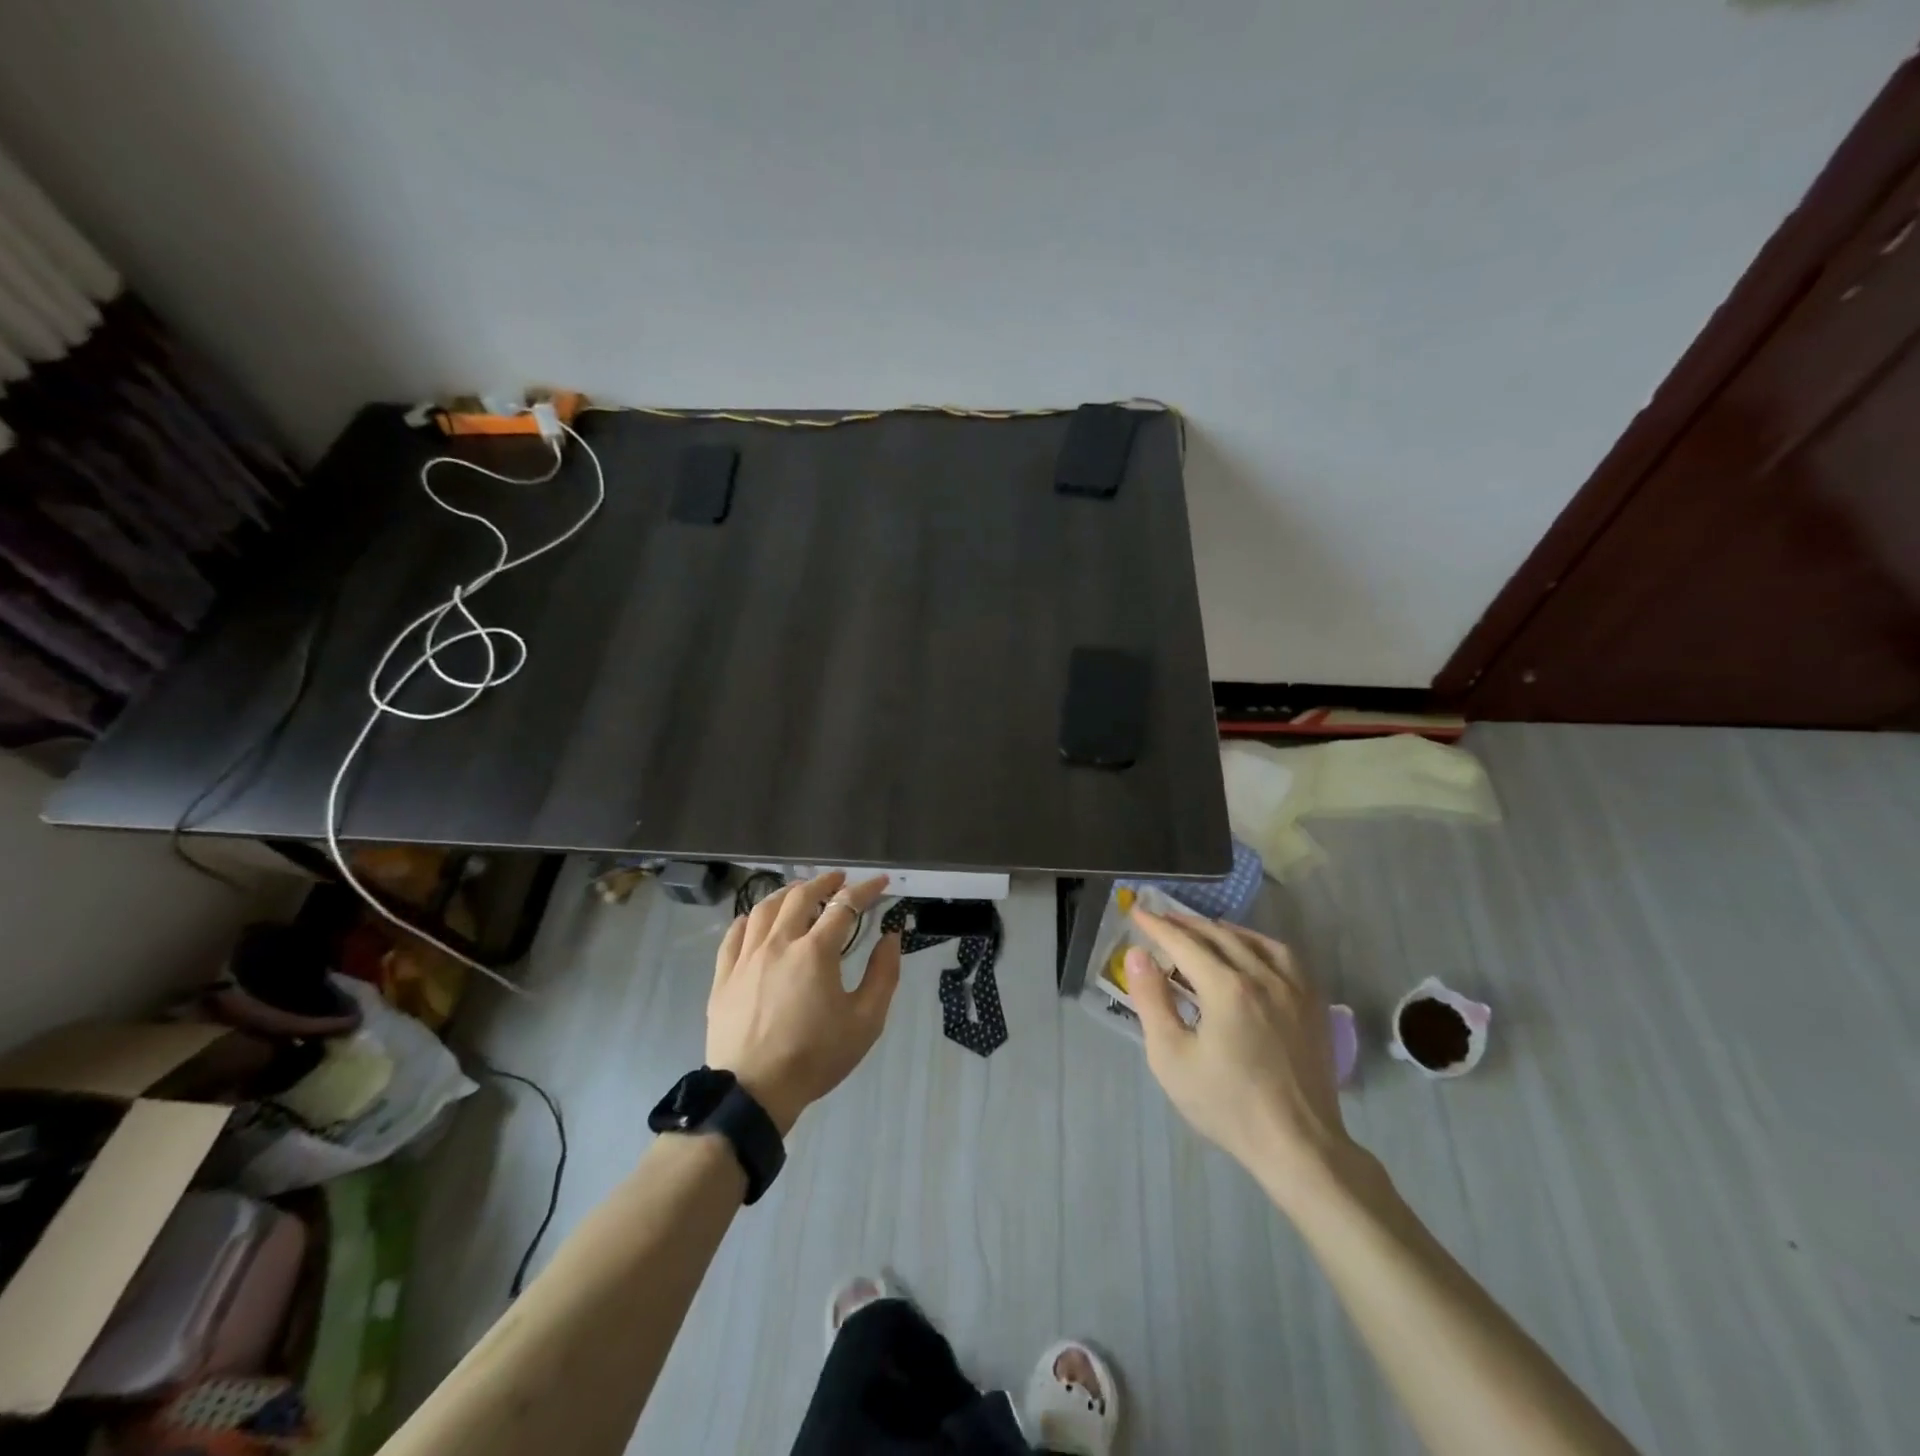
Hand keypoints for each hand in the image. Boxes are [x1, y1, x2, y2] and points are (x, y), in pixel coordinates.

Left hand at [707, 871, 901, 1135]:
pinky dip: (749, 919)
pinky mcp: (724, 976)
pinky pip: (734, 935)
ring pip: (764, 909)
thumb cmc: (816, 1057)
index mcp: (815, 951)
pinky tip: (755, 918)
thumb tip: (891, 937)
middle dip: (824, 882)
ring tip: (799, 892)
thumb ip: (884, 974)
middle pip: (800, 897)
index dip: (865, 890)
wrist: (754, 1092)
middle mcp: (779, 943)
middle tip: (839, 879)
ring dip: (786, 893)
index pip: (845, 906)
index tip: (881, 883)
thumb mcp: (866, 1021)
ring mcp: (747, 958)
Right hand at [1128, 910, 1355, 1206]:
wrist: (1297, 1144)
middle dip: (1186, 924)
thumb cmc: (1226, 1104)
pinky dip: (1260, 944)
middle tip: (1162, 918)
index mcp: (1226, 988)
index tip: (1137, 911)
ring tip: (1204, 930)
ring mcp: (1294, 989)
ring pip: (1255, 941)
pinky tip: (1252, 951)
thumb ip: (1151, 1000)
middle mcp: (1262, 976)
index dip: (1157, 926)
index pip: (1184, 944)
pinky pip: (1286, 957)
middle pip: (1218, 936)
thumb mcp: (1171, 1057)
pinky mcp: (1314, 1005)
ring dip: (1223, 930)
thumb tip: (1137, 954)